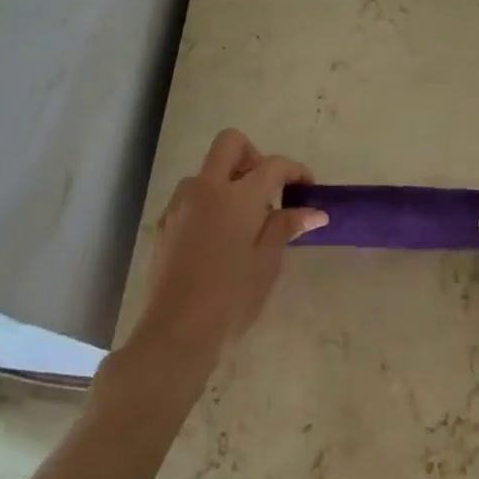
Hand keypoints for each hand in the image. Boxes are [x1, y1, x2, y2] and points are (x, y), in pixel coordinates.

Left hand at [129, 129, 327, 363]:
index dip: (294, 170)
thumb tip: (314, 211)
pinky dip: (209, 203)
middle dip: (254, 156)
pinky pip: (191, 198)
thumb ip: (286, 227)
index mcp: (238, 196)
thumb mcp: (266, 264)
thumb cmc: (230, 299)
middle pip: (230, 144)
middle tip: (268, 189)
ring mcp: (181, 204)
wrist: (174, 334)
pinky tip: (218, 239)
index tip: (308, 186)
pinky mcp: (165, 224)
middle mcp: (206, 189)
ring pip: (207, 172)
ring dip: (228, 182)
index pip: (273, 165)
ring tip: (244, 221)